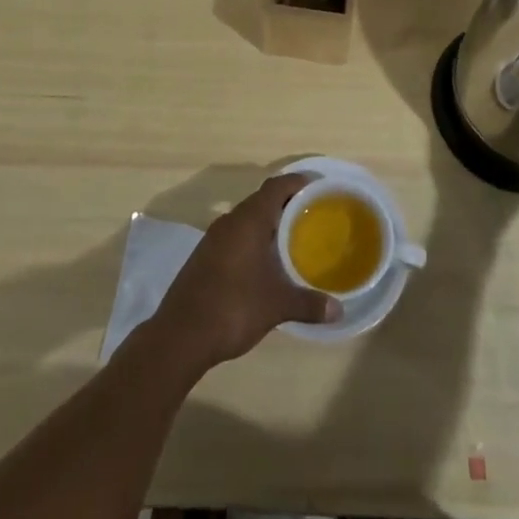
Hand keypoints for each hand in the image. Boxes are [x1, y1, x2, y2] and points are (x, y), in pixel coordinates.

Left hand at [148, 174, 339, 369]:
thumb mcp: (276, 306)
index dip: (297, 183)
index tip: (317, 187)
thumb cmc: (233, 308)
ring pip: (246, 219)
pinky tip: (264, 262)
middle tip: (311, 215)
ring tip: (292, 238)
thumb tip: (339, 310)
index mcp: (248, 221)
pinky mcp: (203, 256)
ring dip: (267, 224)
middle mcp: (230, 221)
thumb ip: (308, 304)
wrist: (180, 336)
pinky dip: (252, 240)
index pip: (276, 187)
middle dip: (286, 204)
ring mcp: (213, 239)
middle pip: (261, 200)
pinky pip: (234, 236)